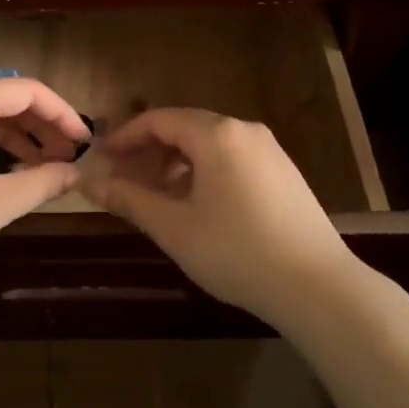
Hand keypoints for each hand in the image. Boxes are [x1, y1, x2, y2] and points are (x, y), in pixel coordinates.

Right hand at [77, 109, 353, 328]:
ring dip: (176, 163)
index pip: (158, 120)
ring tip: (156, 197)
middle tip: (123, 180)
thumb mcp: (174, 228)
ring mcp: (269, 150)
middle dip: (149, 151)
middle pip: (184, 128)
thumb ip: (129, 199)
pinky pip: (232, 159)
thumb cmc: (237, 252)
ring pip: (209, 145)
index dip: (125, 137)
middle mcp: (243, 130)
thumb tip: (89, 183)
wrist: (319, 287)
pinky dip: (204, 172)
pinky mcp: (283, 172)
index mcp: (216, 134)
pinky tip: (196, 206)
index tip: (101, 159)